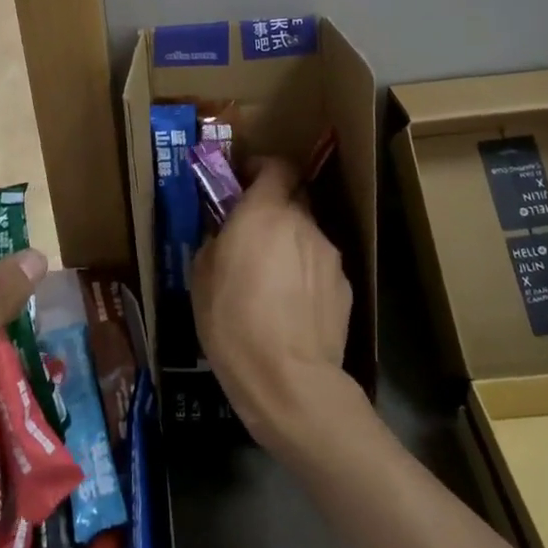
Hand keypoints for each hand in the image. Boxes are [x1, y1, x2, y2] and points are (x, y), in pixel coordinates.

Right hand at [192, 157, 354, 451]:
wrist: (290, 382)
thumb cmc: (234, 323)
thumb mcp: (201, 278)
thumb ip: (216, 241)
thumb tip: (225, 234)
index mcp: (264, 212)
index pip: (276, 165)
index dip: (261, 168)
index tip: (244, 181)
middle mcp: (302, 223)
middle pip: (293, 198)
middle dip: (274, 208)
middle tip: (253, 234)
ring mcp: (329, 255)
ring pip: (307, 235)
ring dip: (291, 244)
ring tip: (272, 282)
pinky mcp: (345, 287)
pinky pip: (320, 267)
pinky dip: (306, 275)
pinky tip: (292, 308)